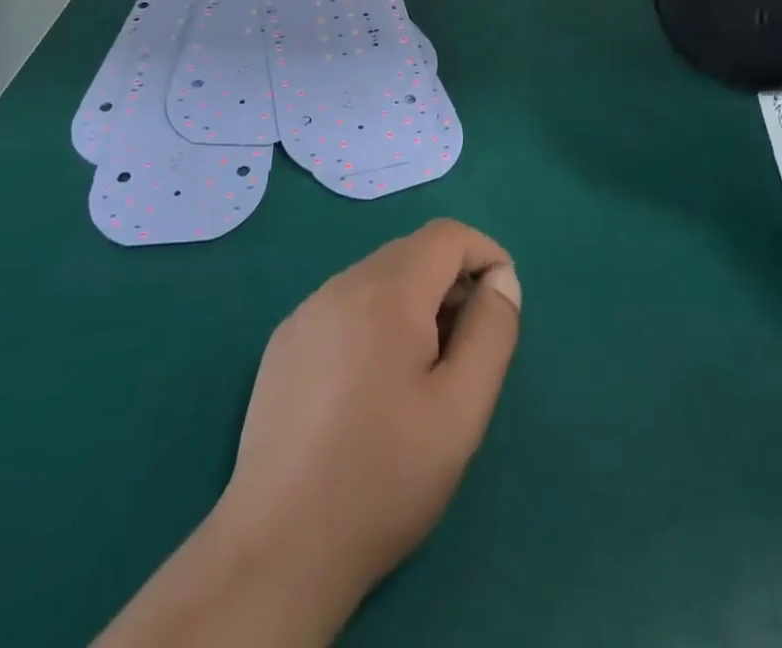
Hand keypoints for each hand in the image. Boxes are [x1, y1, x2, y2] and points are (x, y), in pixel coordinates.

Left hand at [95, 222, 521, 647]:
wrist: (279, 547)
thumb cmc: (384, 475)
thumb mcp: (462, 408)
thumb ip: (492, 331)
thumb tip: (502, 279)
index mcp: (388, 290)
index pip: (447, 235)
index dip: (484, 255)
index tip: (502, 304)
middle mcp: (342, 284)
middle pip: (412, 252)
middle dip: (451, 282)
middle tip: (467, 347)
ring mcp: (306, 311)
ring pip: (378, 277)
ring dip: (414, 302)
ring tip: (422, 371)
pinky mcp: (285, 342)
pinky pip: (345, 305)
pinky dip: (375, 320)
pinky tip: (371, 385)